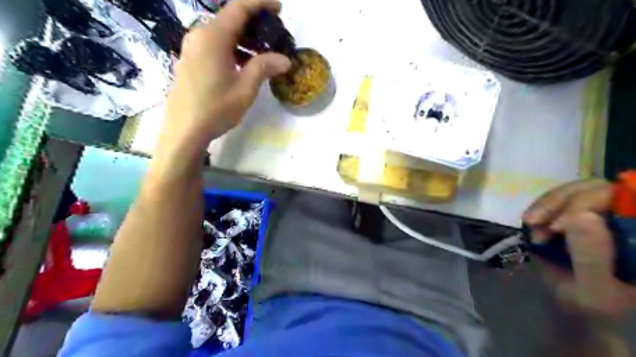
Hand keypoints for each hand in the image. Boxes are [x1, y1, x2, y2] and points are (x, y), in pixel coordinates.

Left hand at [158, 0, 289, 158]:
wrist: (184, 130)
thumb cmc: (216, 108)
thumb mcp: (245, 89)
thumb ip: (264, 67)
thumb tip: (285, 59)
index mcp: (213, 37)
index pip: (239, 8)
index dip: (260, 3)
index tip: (279, 7)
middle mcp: (199, 36)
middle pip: (229, 19)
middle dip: (254, 23)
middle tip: (274, 34)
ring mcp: (192, 47)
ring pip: (222, 32)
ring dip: (244, 38)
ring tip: (263, 52)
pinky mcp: (190, 60)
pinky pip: (214, 45)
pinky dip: (232, 48)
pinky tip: (244, 63)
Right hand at [521, 180, 635, 315]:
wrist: (575, 310)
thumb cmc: (592, 309)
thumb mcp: (594, 293)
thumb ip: (592, 259)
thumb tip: (582, 215)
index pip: (628, 199)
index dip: (593, 202)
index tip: (558, 226)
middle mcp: (626, 220)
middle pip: (598, 189)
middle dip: (562, 203)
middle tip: (536, 223)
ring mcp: (602, 214)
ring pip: (576, 189)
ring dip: (548, 204)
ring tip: (531, 224)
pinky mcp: (577, 214)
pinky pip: (560, 197)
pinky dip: (541, 206)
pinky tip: (530, 222)